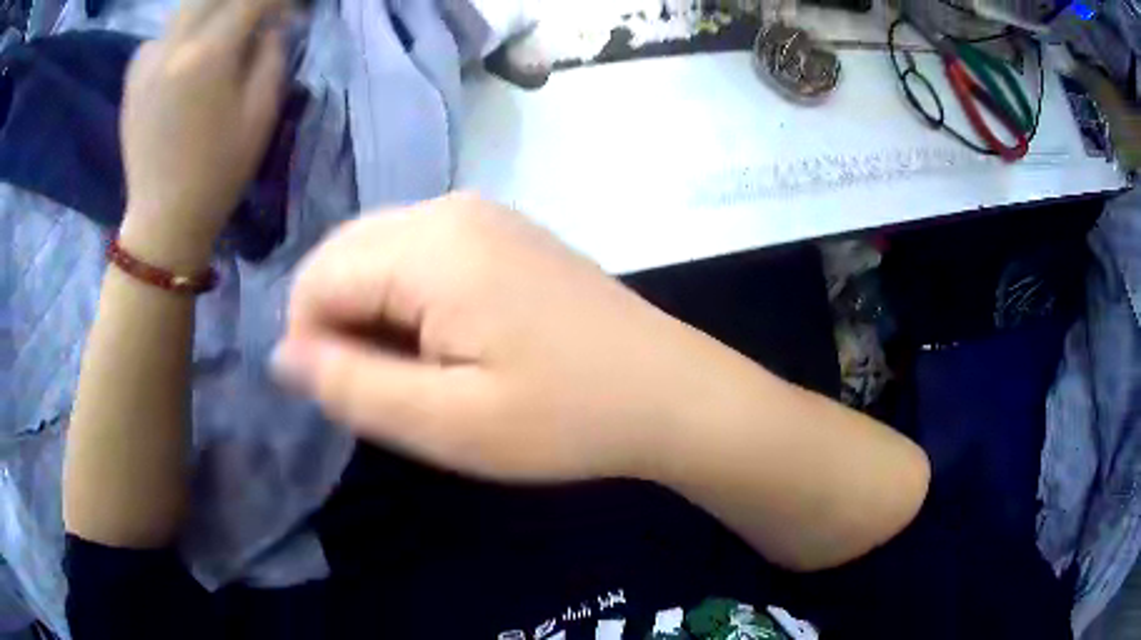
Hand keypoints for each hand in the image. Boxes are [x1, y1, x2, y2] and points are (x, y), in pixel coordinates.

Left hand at [119, 0, 289, 269]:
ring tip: (223, 32)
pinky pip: (162, 34)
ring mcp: (147, 60)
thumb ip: (271, 54)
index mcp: (209, 54)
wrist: (164, 219)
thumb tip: (272, 23)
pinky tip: (187, 54)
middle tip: (254, 15)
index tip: (289, 8)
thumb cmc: (219, 171)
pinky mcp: (133, 78)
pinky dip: (181, 32)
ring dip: (210, 11)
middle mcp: (173, 45)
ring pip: (185, 8)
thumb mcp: (262, 113)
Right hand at [271, 194, 726, 481]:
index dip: (310, 340)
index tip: (347, 395)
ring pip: (378, 254)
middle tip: (385, 388)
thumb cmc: (565, 417)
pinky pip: (419, 255)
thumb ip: (352, 384)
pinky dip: (406, 300)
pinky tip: (445, 344)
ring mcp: (481, 215)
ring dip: (371, 313)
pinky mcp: (502, 233)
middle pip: (344, 255)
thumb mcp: (448, 422)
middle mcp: (450, 209)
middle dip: (339, 322)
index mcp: (432, 245)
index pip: (318, 277)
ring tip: (418, 372)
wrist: (668, 391)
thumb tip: (282, 355)